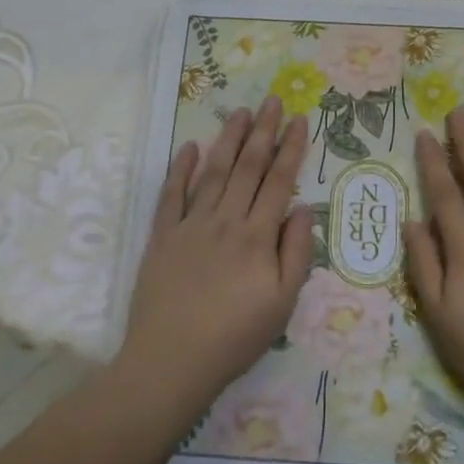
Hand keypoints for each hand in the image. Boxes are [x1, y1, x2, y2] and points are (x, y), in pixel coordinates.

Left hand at [118, 96, 311, 419]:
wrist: (170, 362)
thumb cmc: (234, 337)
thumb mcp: (282, 304)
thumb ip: (296, 253)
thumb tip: (301, 208)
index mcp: (257, 237)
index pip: (279, 181)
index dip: (291, 148)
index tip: (299, 120)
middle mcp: (226, 220)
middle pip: (248, 167)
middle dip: (262, 131)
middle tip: (271, 100)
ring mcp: (191, 225)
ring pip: (214, 172)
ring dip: (228, 139)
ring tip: (240, 112)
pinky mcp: (162, 236)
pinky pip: (172, 194)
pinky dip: (181, 168)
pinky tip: (190, 147)